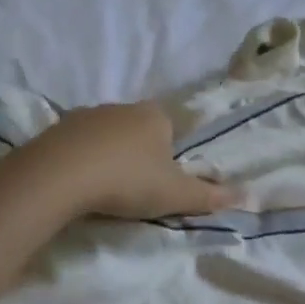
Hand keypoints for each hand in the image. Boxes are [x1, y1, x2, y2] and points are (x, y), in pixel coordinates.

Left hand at [29, 102, 233, 219]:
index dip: (170, 154)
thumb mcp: (176, 195)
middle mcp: (122, 107)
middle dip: (138, 154)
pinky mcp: (57, 128)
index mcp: (155, 116)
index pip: (172, 127)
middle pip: (138, 130)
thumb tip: (247, 195)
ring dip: (108, 155)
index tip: (162, 180)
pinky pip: (78, 144)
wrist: (60, 175)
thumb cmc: (128, 181)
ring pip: (107, 135)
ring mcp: (87, 114)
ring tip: (105, 188)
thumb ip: (210, 196)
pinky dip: (81, 159)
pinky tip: (78, 182)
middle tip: (135, 188)